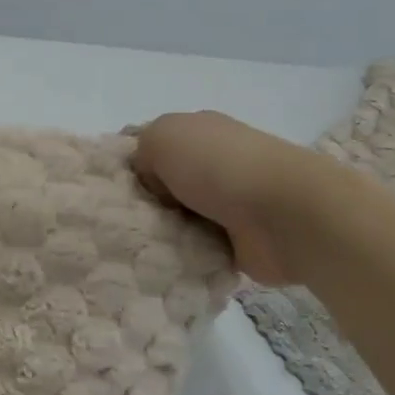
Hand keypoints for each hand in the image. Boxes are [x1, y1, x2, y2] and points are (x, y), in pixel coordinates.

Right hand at [131, 111, 341, 285]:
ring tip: (135, 246)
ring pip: (177, 220)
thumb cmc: (219, 166)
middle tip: (118, 221)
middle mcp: (214, 165)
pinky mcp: (238, 243)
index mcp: (199, 132)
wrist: (285, 215)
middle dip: (142, 203)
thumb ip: (142, 152)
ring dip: (161, 233)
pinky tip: (163, 262)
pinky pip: (196, 251)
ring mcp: (228, 205)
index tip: (109, 186)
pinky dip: (182, 257)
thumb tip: (150, 180)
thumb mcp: (161, 137)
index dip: (131, 162)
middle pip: (162, 185)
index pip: (154, 145)